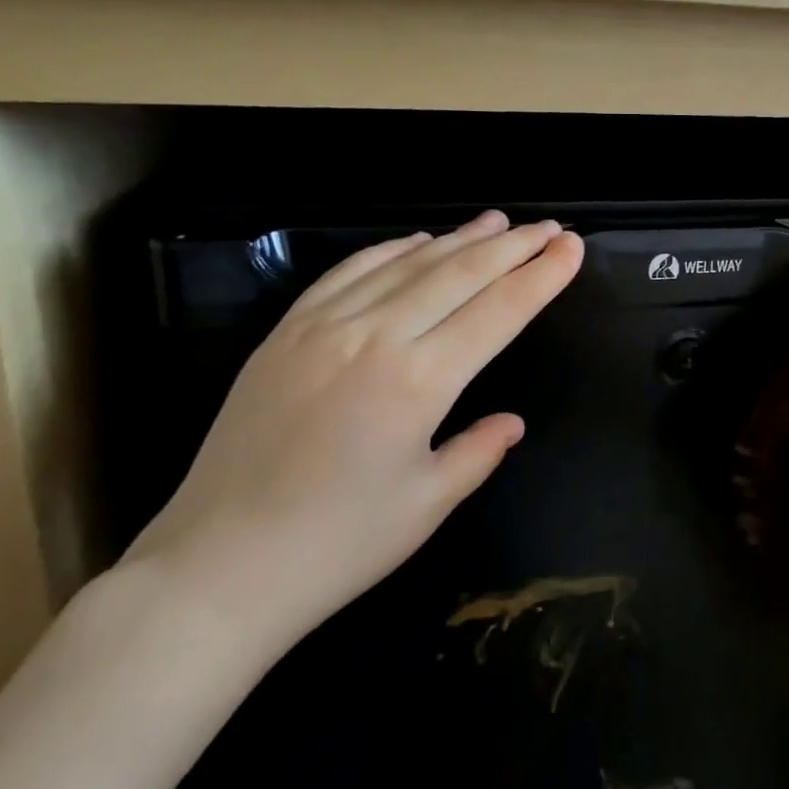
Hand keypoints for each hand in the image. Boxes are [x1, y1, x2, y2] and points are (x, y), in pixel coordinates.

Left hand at [123, 211, 584, 659]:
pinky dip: (391, 250)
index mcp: (418, 381)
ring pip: (406, 263)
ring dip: (458, 239)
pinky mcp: (286, 332)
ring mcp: (323, 327)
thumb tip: (511, 422)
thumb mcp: (427, 504)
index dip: (541, 277)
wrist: (217, 566)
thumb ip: (478, 451)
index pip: (498, 311)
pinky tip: (417, 241)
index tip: (572, 249)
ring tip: (497, 222)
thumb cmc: (336, 546)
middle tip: (548, 228)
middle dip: (512, 247)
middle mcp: (374, 337)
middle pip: (459, 274)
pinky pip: (348, 272)